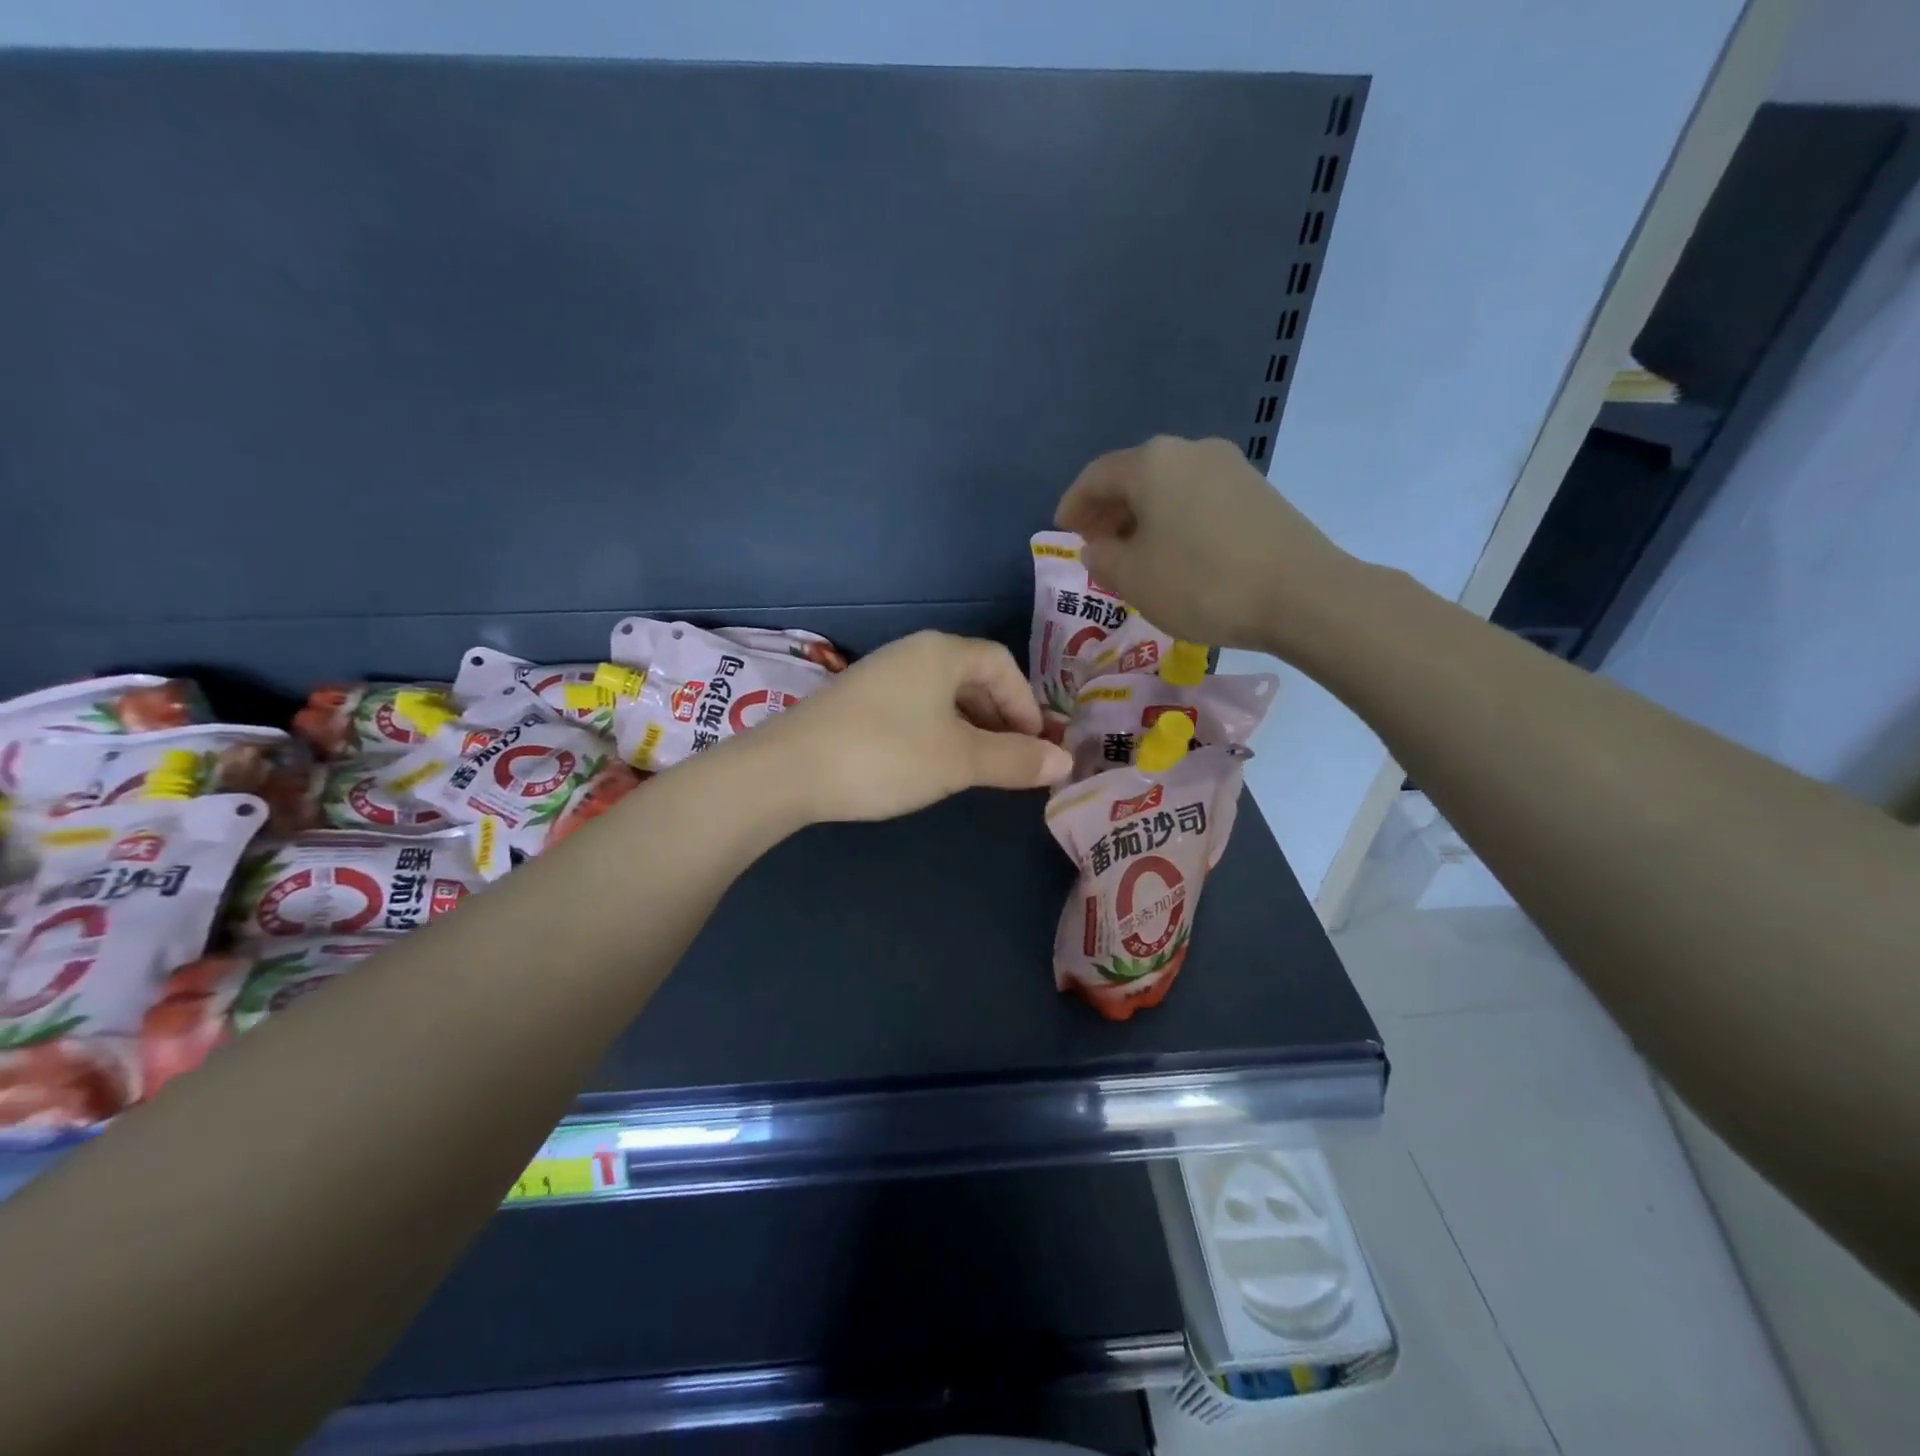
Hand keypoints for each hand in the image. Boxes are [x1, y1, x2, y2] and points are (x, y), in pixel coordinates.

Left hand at [756, 631, 1072, 822]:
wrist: (788, 770)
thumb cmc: (886, 755)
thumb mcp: (959, 760)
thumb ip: (1015, 760)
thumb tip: (1065, 762)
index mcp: (942, 653)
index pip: (1002, 664)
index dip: (1026, 704)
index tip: (1035, 746)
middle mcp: (912, 653)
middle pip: (973, 677)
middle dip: (1001, 718)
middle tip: (1013, 760)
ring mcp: (881, 675)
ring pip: (943, 696)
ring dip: (970, 728)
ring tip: (979, 767)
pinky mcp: (858, 702)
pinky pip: (916, 709)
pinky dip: (938, 732)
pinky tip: (933, 764)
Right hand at [1055, 435, 1361, 656]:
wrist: (1301, 594)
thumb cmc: (1201, 583)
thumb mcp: (1133, 578)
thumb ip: (1102, 558)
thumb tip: (1097, 545)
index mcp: (1152, 464)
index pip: (1097, 476)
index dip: (1073, 504)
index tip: (1061, 530)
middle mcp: (1190, 451)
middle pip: (1135, 477)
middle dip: (1108, 511)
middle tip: (1094, 545)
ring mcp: (1230, 467)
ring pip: (1168, 488)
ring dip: (1142, 517)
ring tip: (1133, 555)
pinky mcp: (1257, 491)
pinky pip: (1197, 499)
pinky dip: (1174, 521)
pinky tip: (1175, 553)